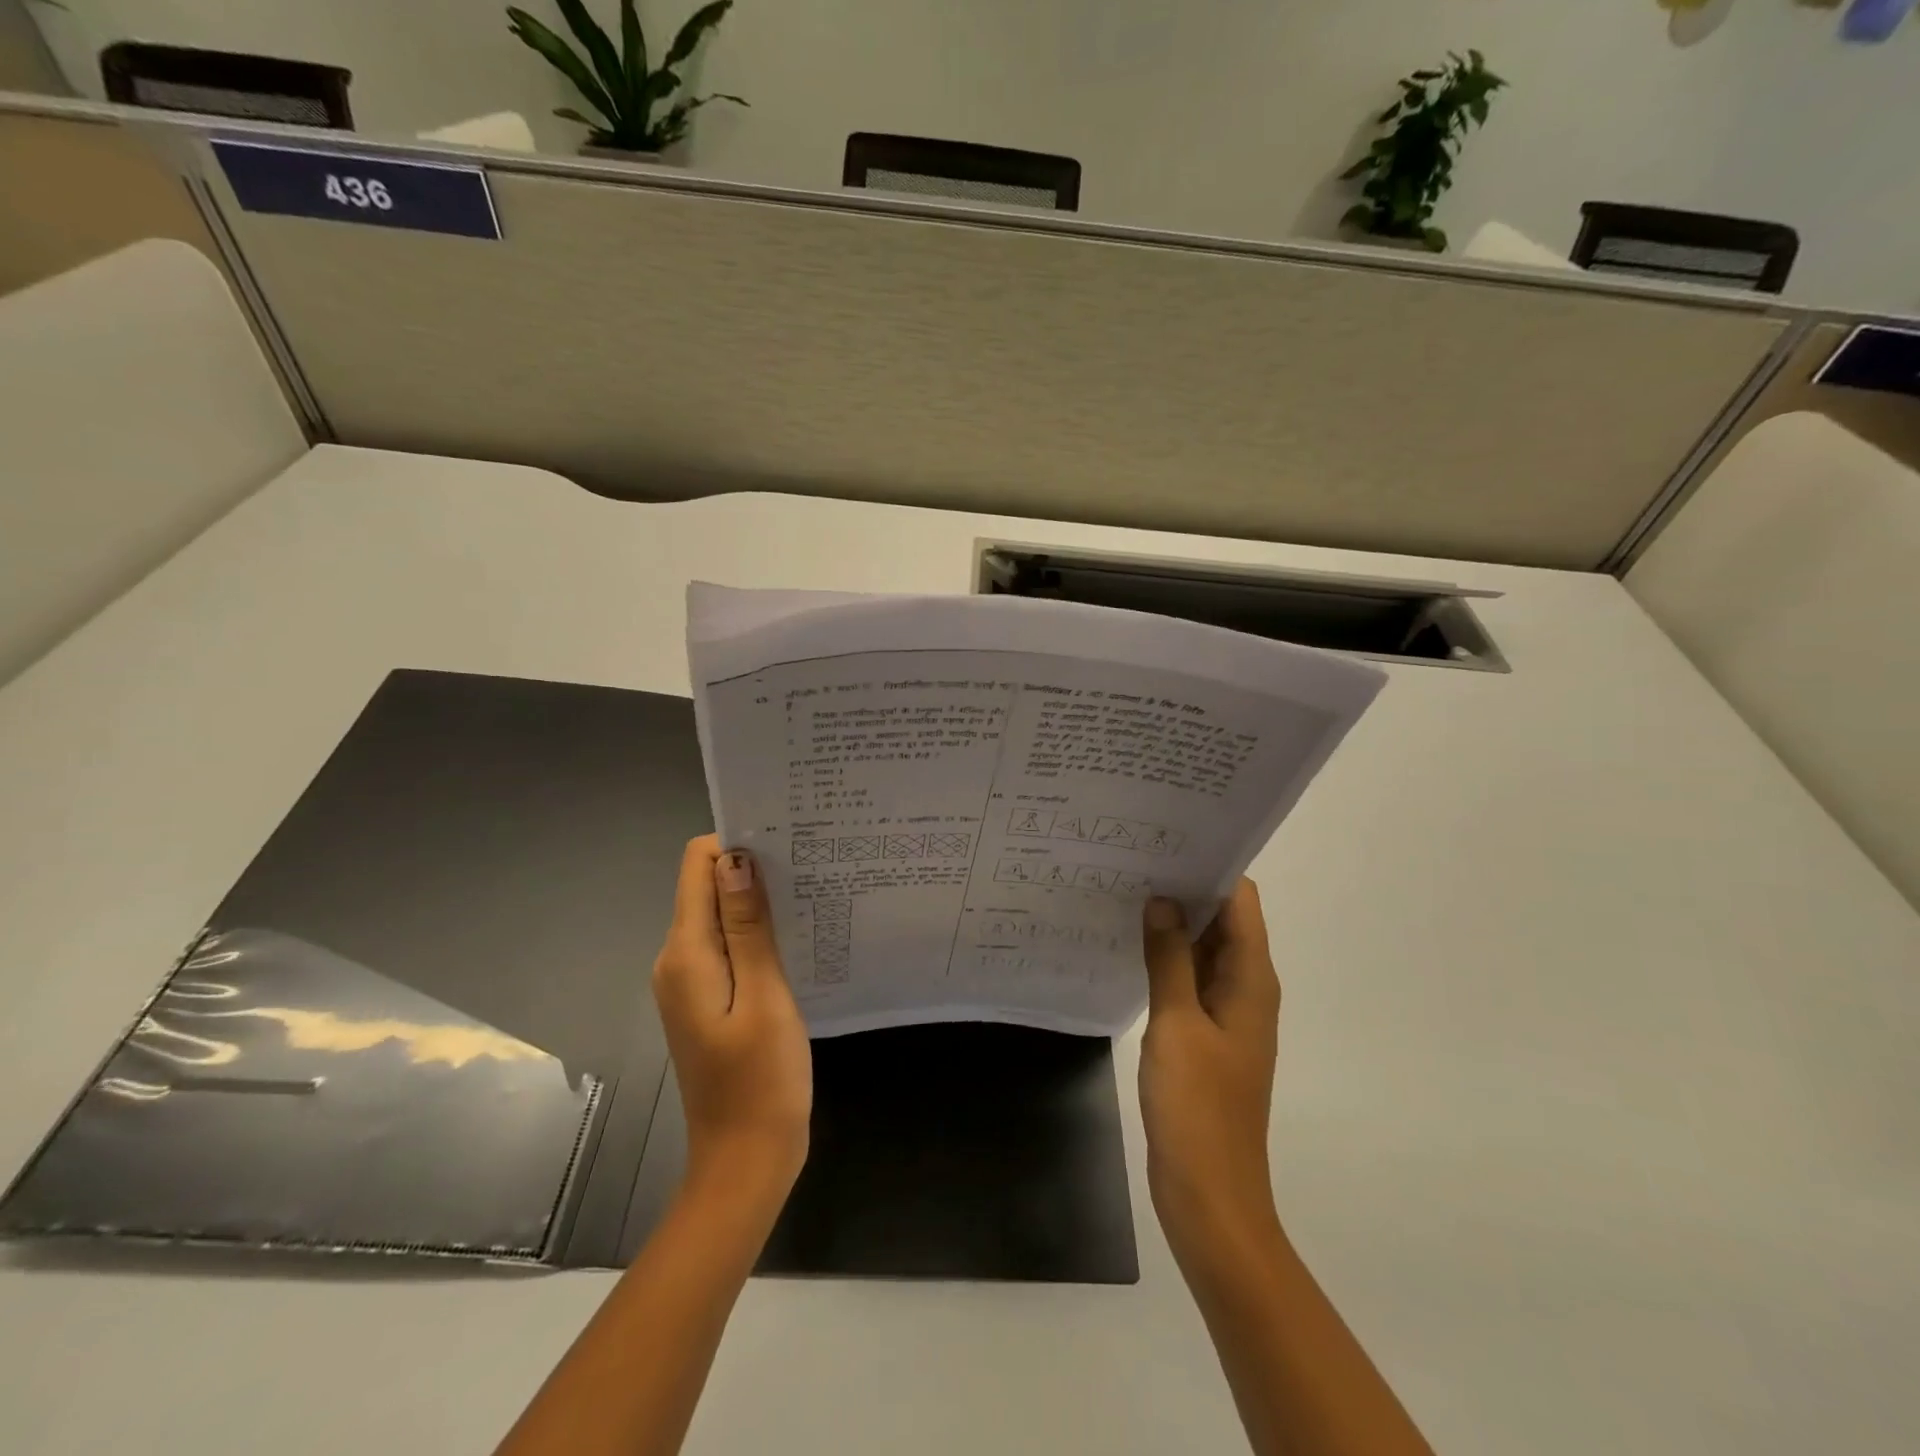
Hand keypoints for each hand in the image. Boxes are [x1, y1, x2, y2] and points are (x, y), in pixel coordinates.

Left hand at [653, 836, 811, 1199]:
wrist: (746, 1161)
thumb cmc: (762, 1080)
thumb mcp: (765, 996)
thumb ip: (748, 926)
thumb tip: (735, 859)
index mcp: (686, 954)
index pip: (697, 866)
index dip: (736, 844)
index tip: (787, 843)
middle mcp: (677, 960)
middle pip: (707, 886)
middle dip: (753, 868)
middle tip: (810, 866)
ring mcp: (690, 981)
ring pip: (720, 915)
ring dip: (759, 901)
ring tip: (812, 895)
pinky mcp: (708, 998)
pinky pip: (728, 945)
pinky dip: (757, 932)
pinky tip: (796, 937)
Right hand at [1139, 882, 1282, 1277]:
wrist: (1209, 1194)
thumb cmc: (1198, 1107)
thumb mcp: (1177, 1023)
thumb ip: (1170, 957)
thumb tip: (1162, 899)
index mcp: (1251, 979)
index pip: (1241, 901)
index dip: (1211, 867)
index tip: (1168, 840)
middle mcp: (1246, 988)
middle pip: (1224, 920)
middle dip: (1186, 888)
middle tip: (1135, 858)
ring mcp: (1226, 1013)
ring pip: (1204, 949)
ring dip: (1174, 923)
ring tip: (1127, 889)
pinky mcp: (1205, 1035)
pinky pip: (1189, 979)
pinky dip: (1167, 957)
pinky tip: (1130, 944)